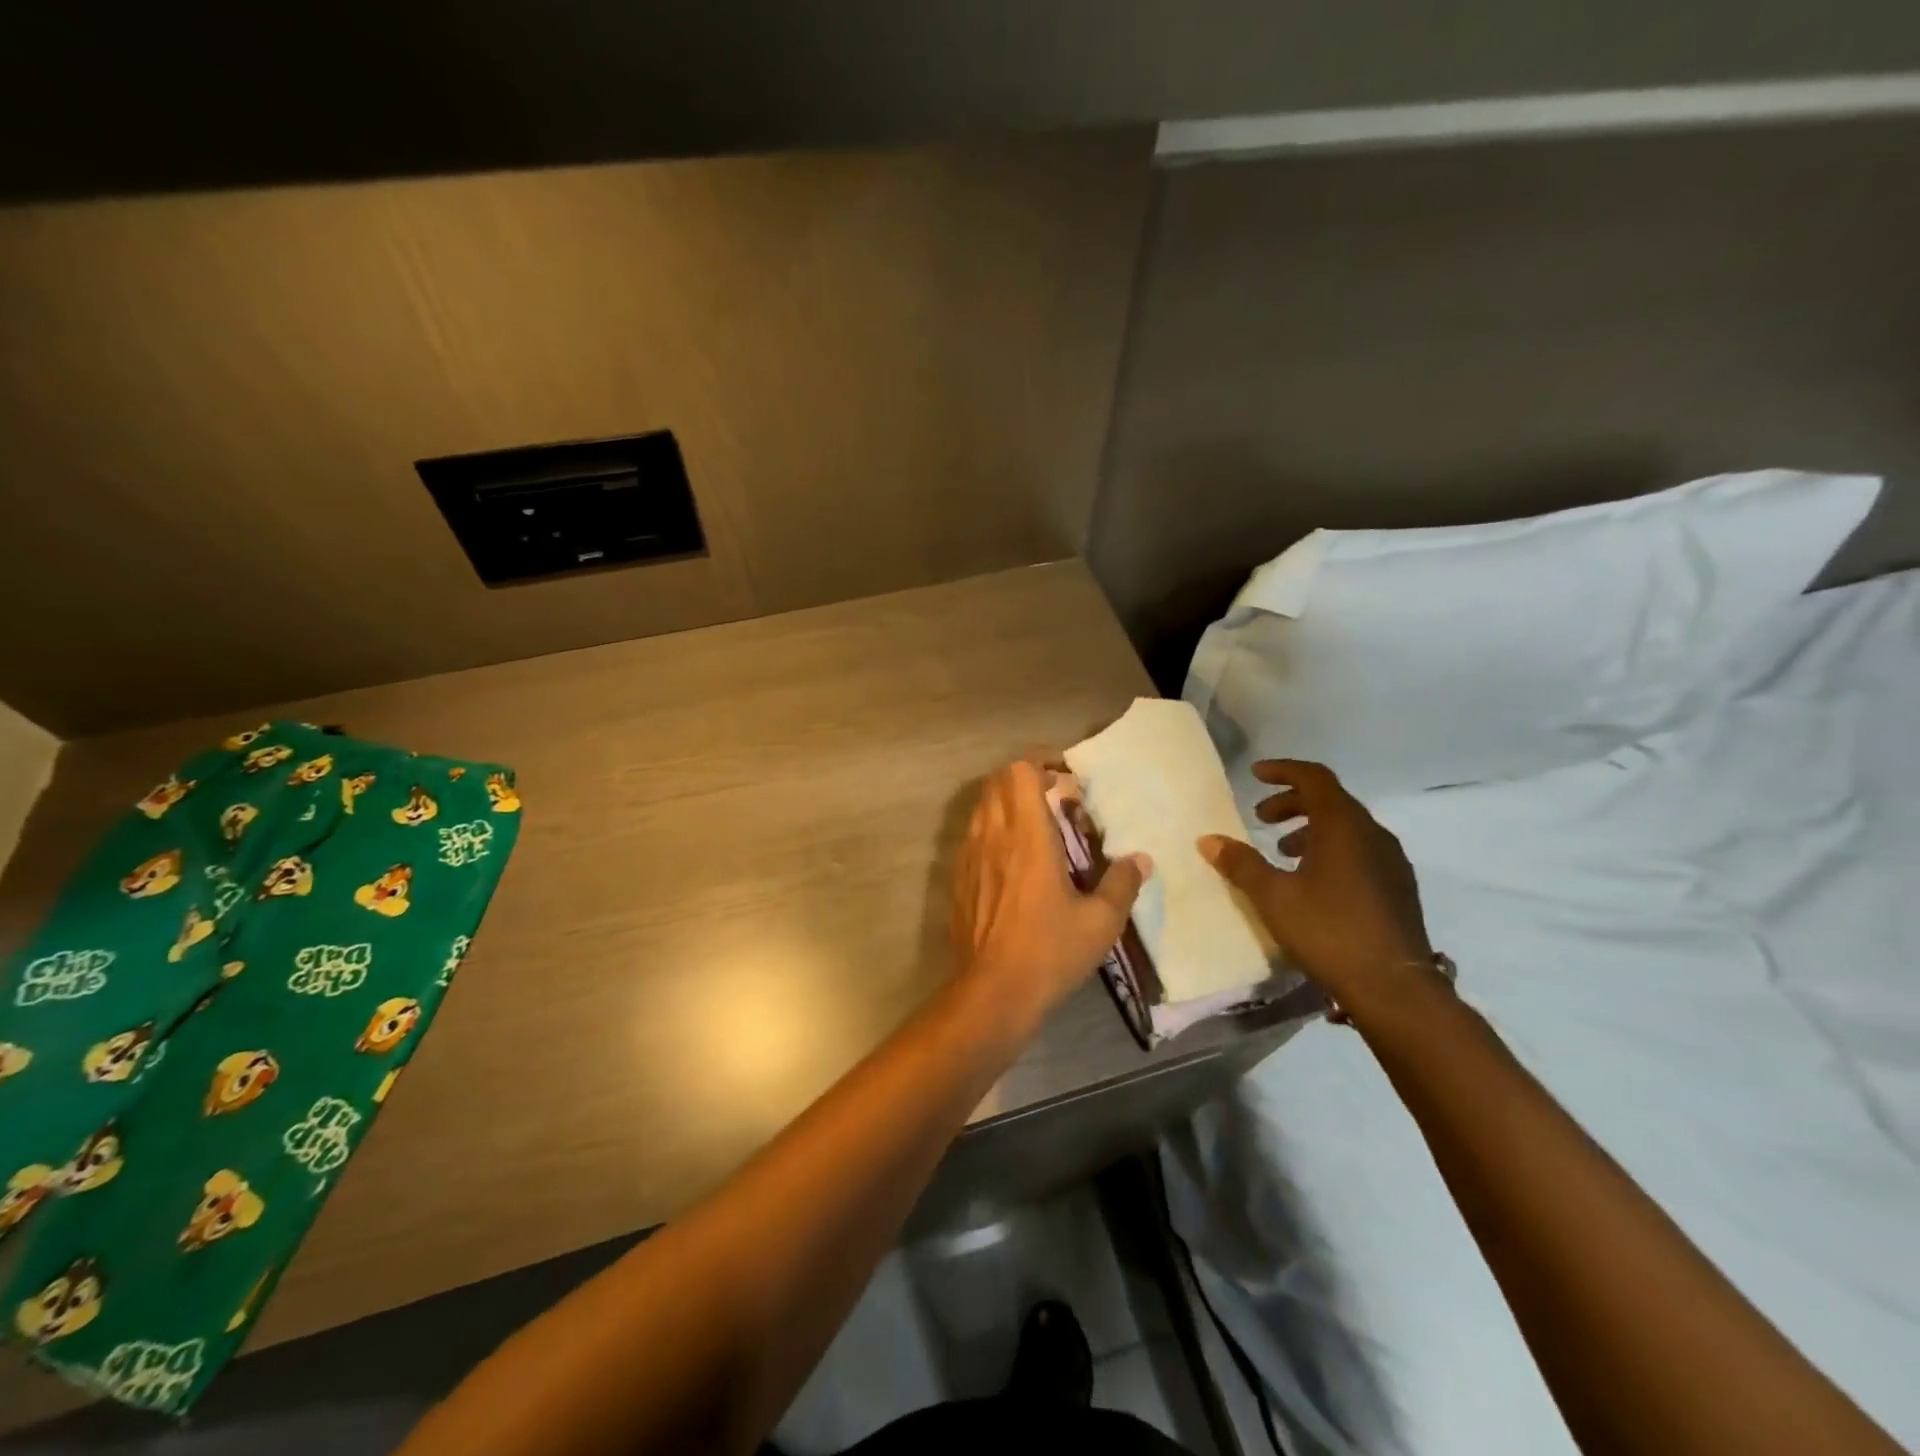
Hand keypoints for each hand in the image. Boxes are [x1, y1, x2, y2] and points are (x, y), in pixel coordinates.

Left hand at [952, 757, 1150, 1026]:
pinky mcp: (958, 878)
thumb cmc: (1050, 951)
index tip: (1064, 777)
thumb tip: (1141, 859)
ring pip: (981, 806)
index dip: (1039, 762)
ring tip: (1035, 825)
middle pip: (997, 781)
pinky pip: (971, 835)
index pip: (1019, 771)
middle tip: (1054, 797)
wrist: (992, 992)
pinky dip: (991, 829)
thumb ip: (1123, 883)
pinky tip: (1012, 859)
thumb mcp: (1100, 921)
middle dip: (1024, 778)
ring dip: (1006, 802)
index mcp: (1027, 835)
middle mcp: (993, 835)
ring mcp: (969, 855)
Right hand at [1199, 759, 1432, 1010]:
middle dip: (1293, 803)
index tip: (1255, 775)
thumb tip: (1208, 840)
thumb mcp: (1273, 896)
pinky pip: (1360, 850)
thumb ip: (1241, 864)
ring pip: (1347, 828)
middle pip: (1331, 800)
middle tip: (1261, 818)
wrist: (1393, 987)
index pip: (1314, 778)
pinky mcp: (1398, 887)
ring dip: (1311, 829)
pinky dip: (1331, 850)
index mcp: (1343, 826)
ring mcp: (1391, 861)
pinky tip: (1313, 881)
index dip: (1283, 771)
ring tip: (1282, 851)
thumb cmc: (1328, 930)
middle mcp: (1372, 834)